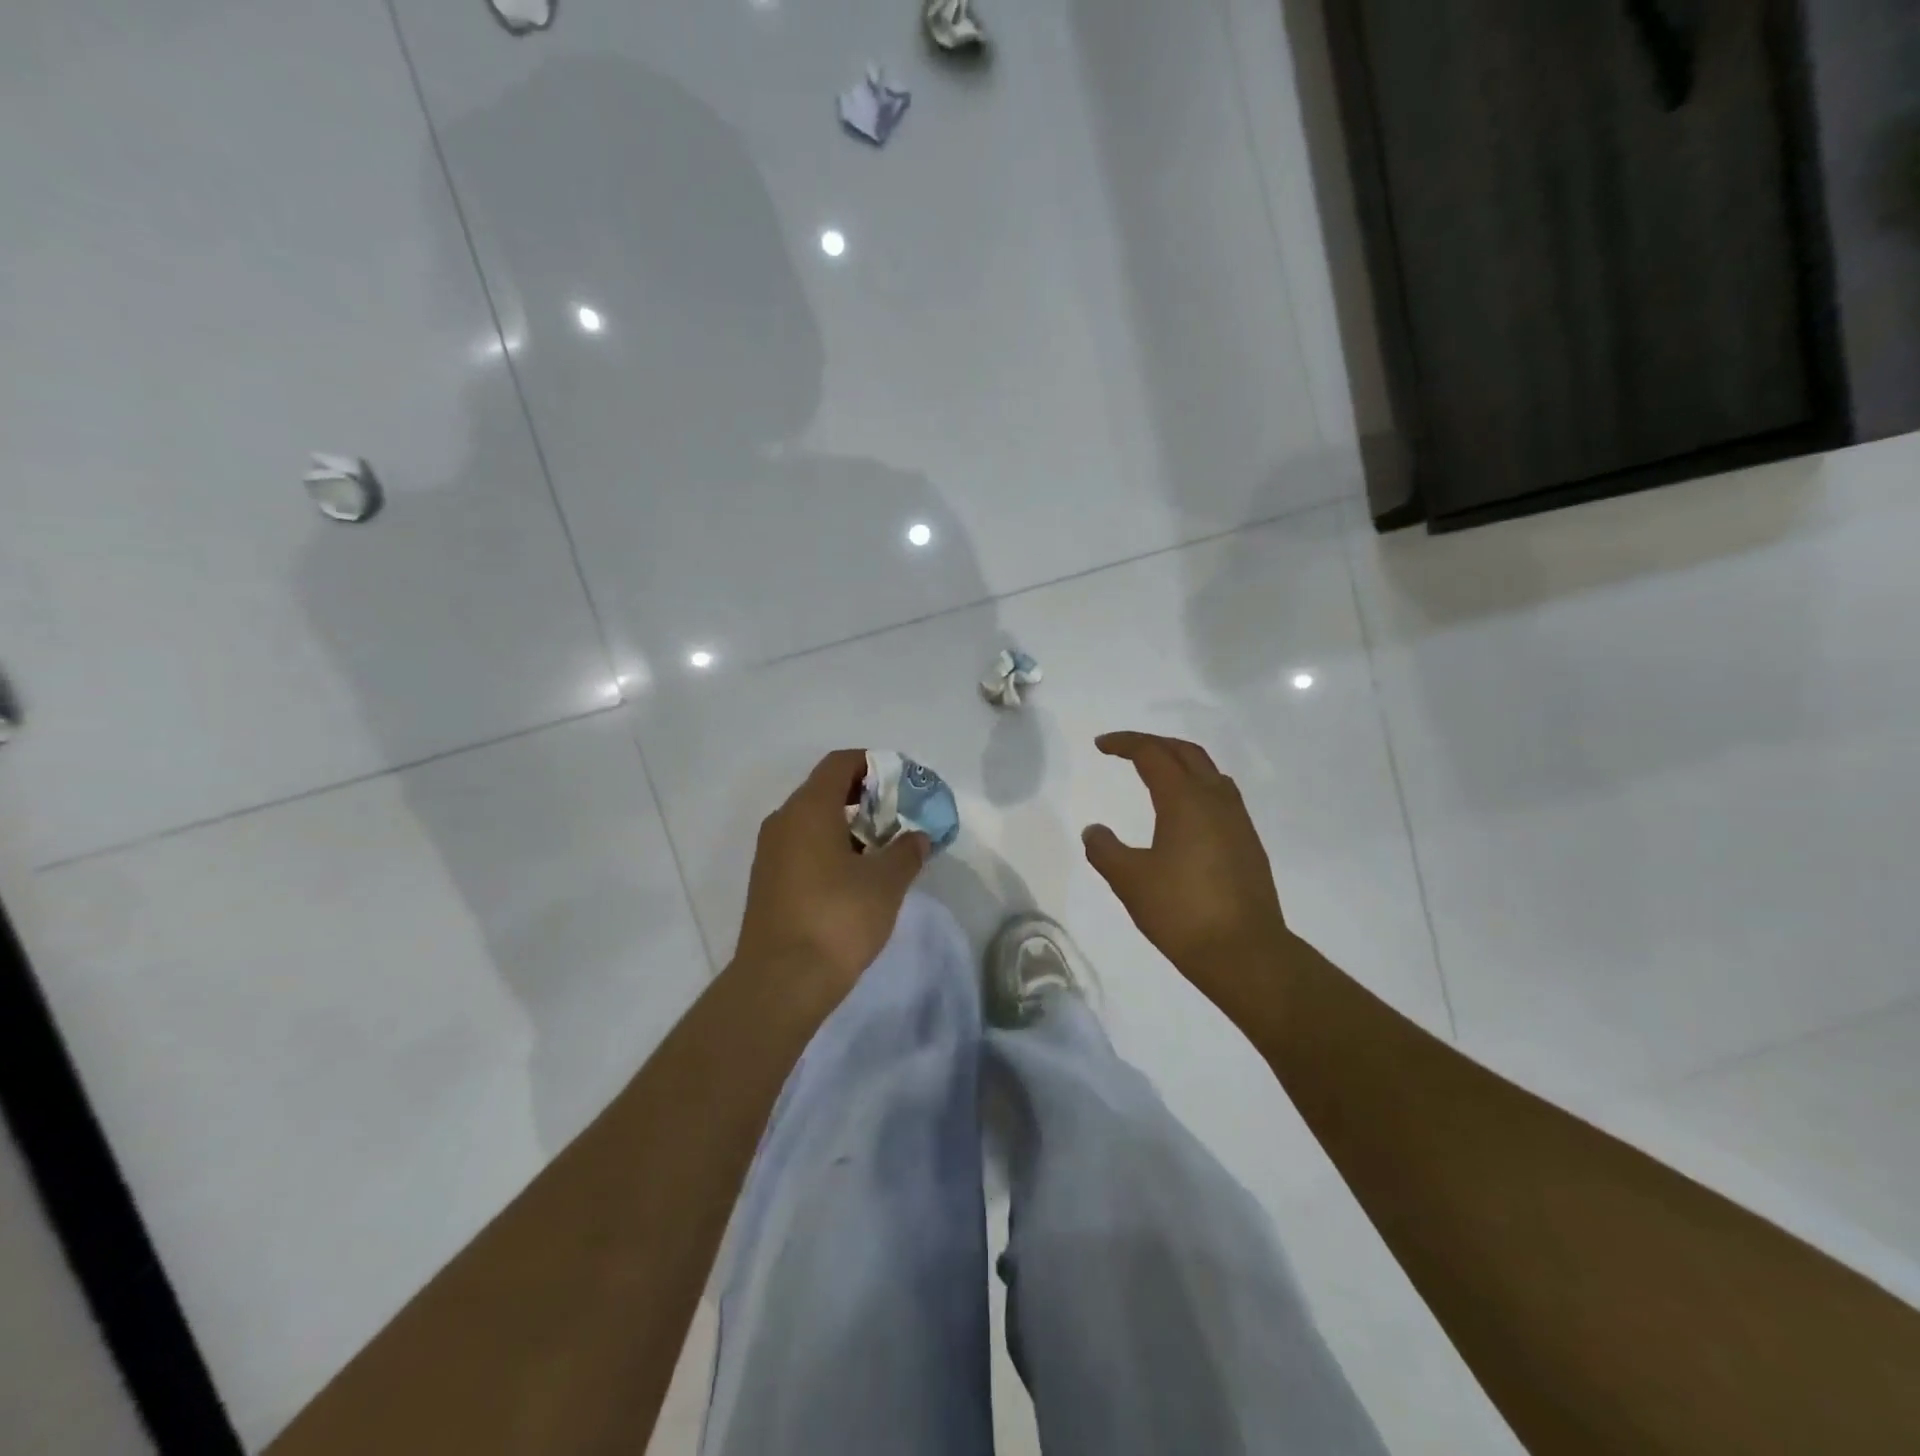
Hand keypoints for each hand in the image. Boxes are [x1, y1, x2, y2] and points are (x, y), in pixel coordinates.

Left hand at [735, 749, 929, 1007]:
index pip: (840, 763)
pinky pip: (802, 847)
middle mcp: (783, 821)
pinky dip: (830, 848)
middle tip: (899, 817)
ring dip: (848, 825)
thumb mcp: (885, 883)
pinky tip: (855, 877)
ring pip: (813, 821)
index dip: (873, 764)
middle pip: (825, 790)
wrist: (780, 982)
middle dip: (865, 797)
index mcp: (809, 809)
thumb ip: (906, 851)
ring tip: (883, 849)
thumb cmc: (837, 919)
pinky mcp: (768, 882)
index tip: (902, 781)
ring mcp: (770, 853)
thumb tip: (917, 836)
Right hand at [1083, 732, 1290, 1008]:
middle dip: (1155, 744)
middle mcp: (1216, 800)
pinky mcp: (1249, 844)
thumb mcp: (1129, 881)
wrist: (1245, 953)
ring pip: (1210, 773)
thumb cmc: (1181, 911)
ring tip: (1157, 775)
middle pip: (1186, 753)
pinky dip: (1198, 788)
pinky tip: (1186, 814)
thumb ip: (1105, 850)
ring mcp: (1238, 821)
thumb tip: (1094, 830)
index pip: (1152, 754)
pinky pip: (1222, 797)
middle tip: (1127, 750)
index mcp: (1185, 800)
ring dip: (1181, 763)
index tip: (1101, 746)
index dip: (1125, 743)